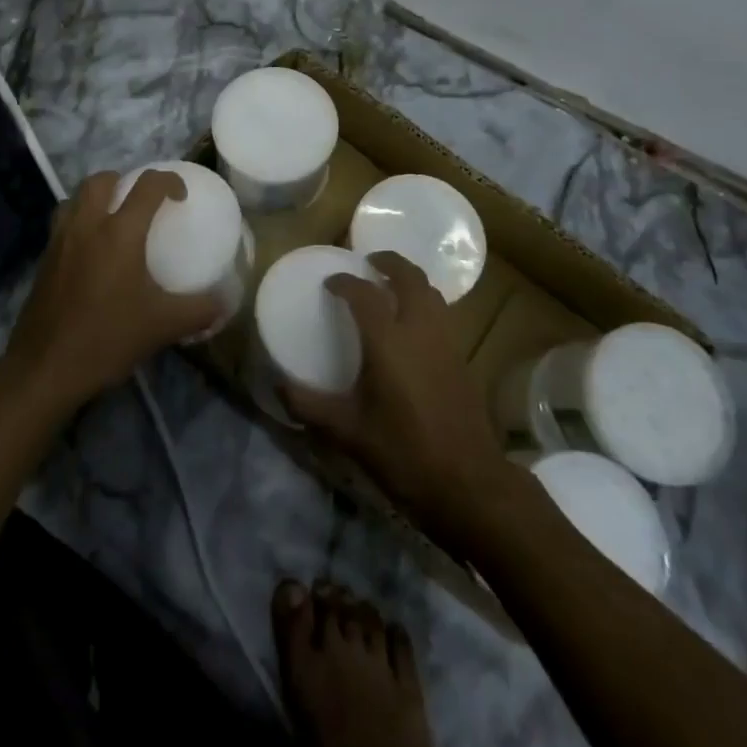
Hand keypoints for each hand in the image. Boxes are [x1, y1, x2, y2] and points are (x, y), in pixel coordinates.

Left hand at [4, 169, 220, 413]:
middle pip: (101, 180)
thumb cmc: (107, 338)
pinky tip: (91, 251)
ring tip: (112, 218)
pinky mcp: (43, 259)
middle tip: (141, 201)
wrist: (45, 368)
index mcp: (119, 232)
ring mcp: (60, 240)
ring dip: (95, 197)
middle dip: (124, 180)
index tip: (181, 195)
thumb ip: (199, 310)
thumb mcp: (163, 326)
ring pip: (75, 197)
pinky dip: (78, 221)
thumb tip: (225, 303)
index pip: (147, 186)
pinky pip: (62, 223)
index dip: (168, 181)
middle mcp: (87, 225)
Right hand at [283, 251, 514, 539]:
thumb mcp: (348, 432)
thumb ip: (309, 406)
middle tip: (368, 263)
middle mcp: (420, 330)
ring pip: (431, 292)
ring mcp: (447, 342)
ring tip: (390, 286)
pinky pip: (442, 314)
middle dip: (389, 263)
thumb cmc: (404, 452)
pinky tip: (412, 326)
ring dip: (410, 280)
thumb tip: (277, 385)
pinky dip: (425, 303)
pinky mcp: (462, 358)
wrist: (469, 483)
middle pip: (409, 277)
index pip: (364, 293)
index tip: (330, 282)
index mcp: (389, 341)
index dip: (345, 282)